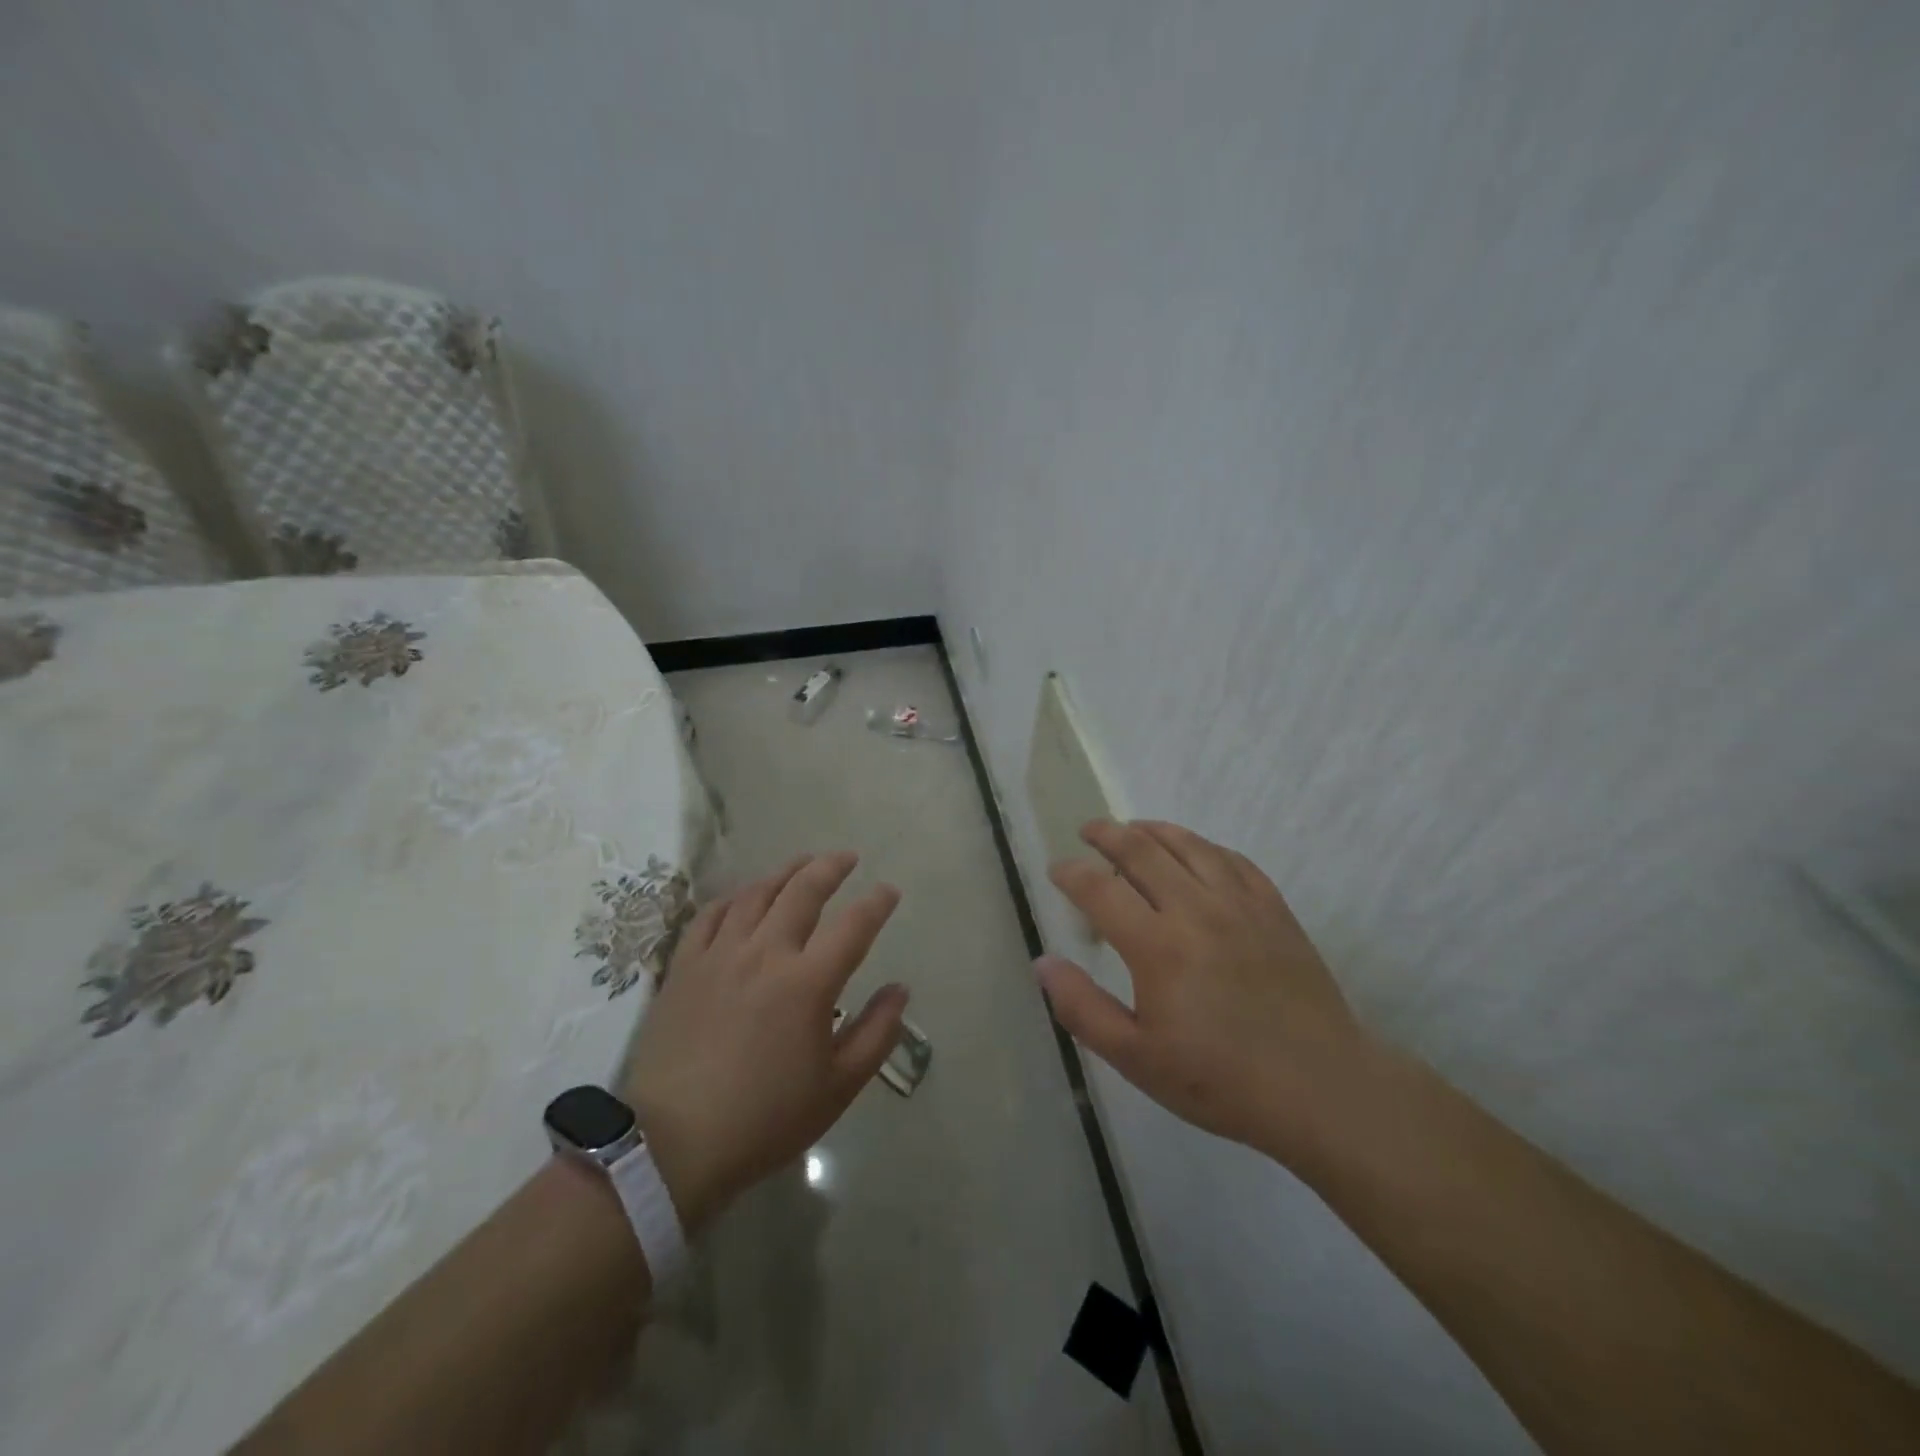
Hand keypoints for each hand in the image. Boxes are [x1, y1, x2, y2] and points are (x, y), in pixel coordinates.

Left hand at [620, 852, 907, 1232]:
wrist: (673, 1144)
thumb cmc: (765, 1119)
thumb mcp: (838, 1087)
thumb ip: (876, 1033)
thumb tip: (900, 990)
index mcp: (809, 982)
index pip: (854, 926)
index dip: (877, 903)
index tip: (889, 890)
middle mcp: (766, 953)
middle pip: (803, 892)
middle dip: (830, 868)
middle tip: (846, 857)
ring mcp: (721, 955)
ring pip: (757, 894)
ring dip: (785, 872)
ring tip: (802, 863)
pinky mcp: (685, 966)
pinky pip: (711, 915)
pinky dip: (734, 897)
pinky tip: (744, 896)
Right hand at [1037, 820, 1366, 1160]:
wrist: (1320, 1087)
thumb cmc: (1220, 1079)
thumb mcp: (1136, 1058)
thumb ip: (1083, 1008)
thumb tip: (1043, 963)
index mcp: (1157, 946)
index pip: (1100, 890)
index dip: (1072, 873)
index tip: (1057, 869)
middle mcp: (1196, 910)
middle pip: (1142, 851)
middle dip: (1108, 834)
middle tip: (1088, 830)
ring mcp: (1240, 904)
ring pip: (1189, 845)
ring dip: (1154, 830)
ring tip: (1133, 828)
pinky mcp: (1274, 909)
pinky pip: (1233, 860)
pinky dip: (1204, 847)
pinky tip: (1195, 852)